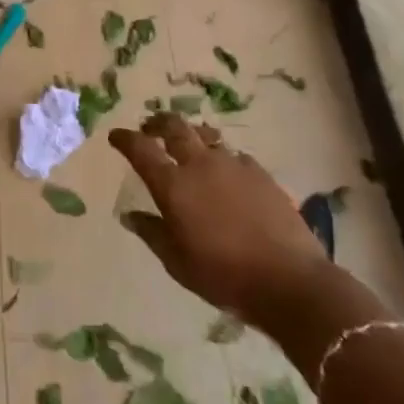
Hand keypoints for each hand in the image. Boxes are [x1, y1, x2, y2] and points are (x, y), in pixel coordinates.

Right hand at [107, 114, 334, 328]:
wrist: (288, 280)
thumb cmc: (222, 275)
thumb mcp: (176, 262)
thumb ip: (152, 233)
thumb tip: (130, 215)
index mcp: (173, 185)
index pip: (140, 149)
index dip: (125, 139)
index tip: (115, 136)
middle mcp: (200, 165)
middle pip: (175, 127)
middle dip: (158, 123)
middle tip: (150, 128)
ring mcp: (234, 165)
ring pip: (207, 136)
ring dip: (192, 135)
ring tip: (189, 142)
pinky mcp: (261, 174)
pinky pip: (235, 155)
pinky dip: (223, 157)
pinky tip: (227, 172)